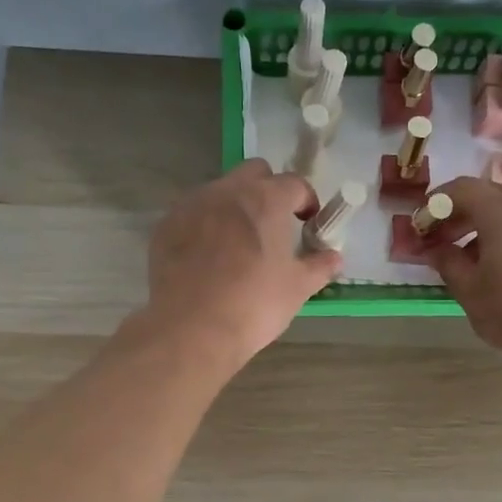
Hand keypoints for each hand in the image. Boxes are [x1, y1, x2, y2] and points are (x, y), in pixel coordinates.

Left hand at [134, 160, 338, 369]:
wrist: (192, 328)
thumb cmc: (254, 304)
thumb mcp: (298, 288)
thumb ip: (319, 266)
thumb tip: (334, 257)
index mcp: (266, 199)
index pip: (294, 184)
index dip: (305, 201)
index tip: (308, 223)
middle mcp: (228, 191)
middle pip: (254, 173)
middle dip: (268, 190)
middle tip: (273, 225)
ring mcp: (192, 205)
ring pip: (220, 191)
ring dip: (234, 206)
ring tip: (238, 243)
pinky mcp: (166, 225)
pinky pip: (193, 214)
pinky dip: (205, 225)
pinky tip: (208, 257)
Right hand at [427, 176, 501, 366]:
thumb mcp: (470, 292)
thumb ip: (448, 263)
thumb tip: (436, 249)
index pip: (464, 188)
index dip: (438, 201)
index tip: (423, 222)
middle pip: (489, 196)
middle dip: (460, 213)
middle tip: (441, 239)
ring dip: (484, 227)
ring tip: (469, 259)